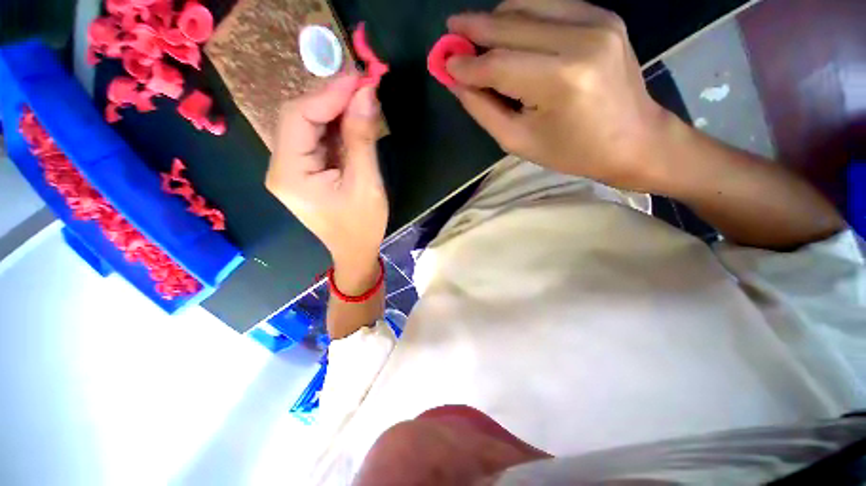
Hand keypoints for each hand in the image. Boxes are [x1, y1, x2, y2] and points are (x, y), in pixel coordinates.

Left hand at [266, 74, 387, 267]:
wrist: (355, 251)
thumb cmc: (362, 225)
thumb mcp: (366, 183)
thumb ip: (362, 138)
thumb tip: (366, 94)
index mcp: (289, 174)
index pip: (299, 117)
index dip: (329, 94)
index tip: (360, 78)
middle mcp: (281, 166)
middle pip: (300, 117)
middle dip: (332, 99)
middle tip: (364, 87)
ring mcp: (292, 167)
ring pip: (309, 124)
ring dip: (336, 110)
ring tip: (364, 101)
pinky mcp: (305, 169)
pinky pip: (318, 138)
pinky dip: (337, 126)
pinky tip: (355, 120)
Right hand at [446, 0, 671, 190]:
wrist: (634, 140)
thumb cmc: (572, 152)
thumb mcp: (519, 141)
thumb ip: (484, 109)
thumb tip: (457, 80)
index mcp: (559, 82)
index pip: (497, 64)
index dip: (466, 63)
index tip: (442, 62)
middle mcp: (580, 39)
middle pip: (511, 24)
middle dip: (474, 28)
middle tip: (450, 33)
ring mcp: (597, 21)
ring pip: (529, 3)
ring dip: (497, 17)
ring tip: (478, 35)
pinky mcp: (604, 15)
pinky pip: (551, 3)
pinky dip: (523, 13)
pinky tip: (511, 30)